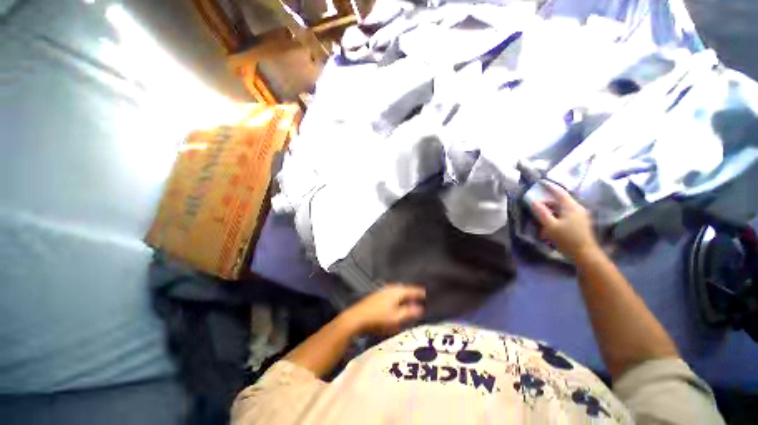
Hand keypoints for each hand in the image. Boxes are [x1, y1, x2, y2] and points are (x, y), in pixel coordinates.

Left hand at [342, 284, 425, 334]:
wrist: (357, 318)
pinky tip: (394, 304)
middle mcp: (390, 288)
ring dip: (403, 295)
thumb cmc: (379, 318)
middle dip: (411, 293)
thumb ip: (409, 312)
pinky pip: (390, 294)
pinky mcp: (376, 296)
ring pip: (396, 291)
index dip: (419, 292)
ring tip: (407, 301)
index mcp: (397, 291)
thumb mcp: (397, 318)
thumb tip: (420, 308)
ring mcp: (382, 291)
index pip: (411, 290)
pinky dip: (396, 297)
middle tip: (417, 298)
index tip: (426, 294)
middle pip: (404, 289)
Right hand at [531, 181, 599, 259]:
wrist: (585, 254)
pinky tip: (550, 226)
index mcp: (571, 207)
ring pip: (562, 209)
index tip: (541, 182)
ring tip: (540, 220)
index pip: (559, 192)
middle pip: (560, 201)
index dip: (550, 187)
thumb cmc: (567, 239)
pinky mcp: (580, 223)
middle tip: (535, 208)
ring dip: (550, 212)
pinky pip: (565, 215)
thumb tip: (533, 201)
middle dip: (547, 203)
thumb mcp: (550, 226)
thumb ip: (541, 213)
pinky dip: (556, 217)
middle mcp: (577, 208)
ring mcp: (580, 216)